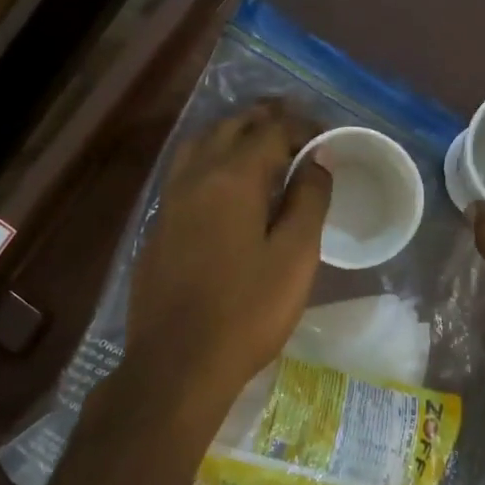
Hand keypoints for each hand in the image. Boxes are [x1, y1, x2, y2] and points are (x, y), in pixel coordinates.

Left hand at [123, 102, 331, 416]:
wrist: (179, 363)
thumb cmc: (248, 312)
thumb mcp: (295, 257)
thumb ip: (309, 200)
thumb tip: (317, 159)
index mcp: (233, 179)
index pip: (270, 131)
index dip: (301, 127)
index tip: (326, 138)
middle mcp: (195, 178)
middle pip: (230, 129)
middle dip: (265, 121)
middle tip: (297, 131)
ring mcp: (169, 202)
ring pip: (199, 146)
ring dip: (232, 136)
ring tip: (259, 147)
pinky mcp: (158, 228)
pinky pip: (184, 174)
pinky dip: (210, 161)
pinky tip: (224, 186)